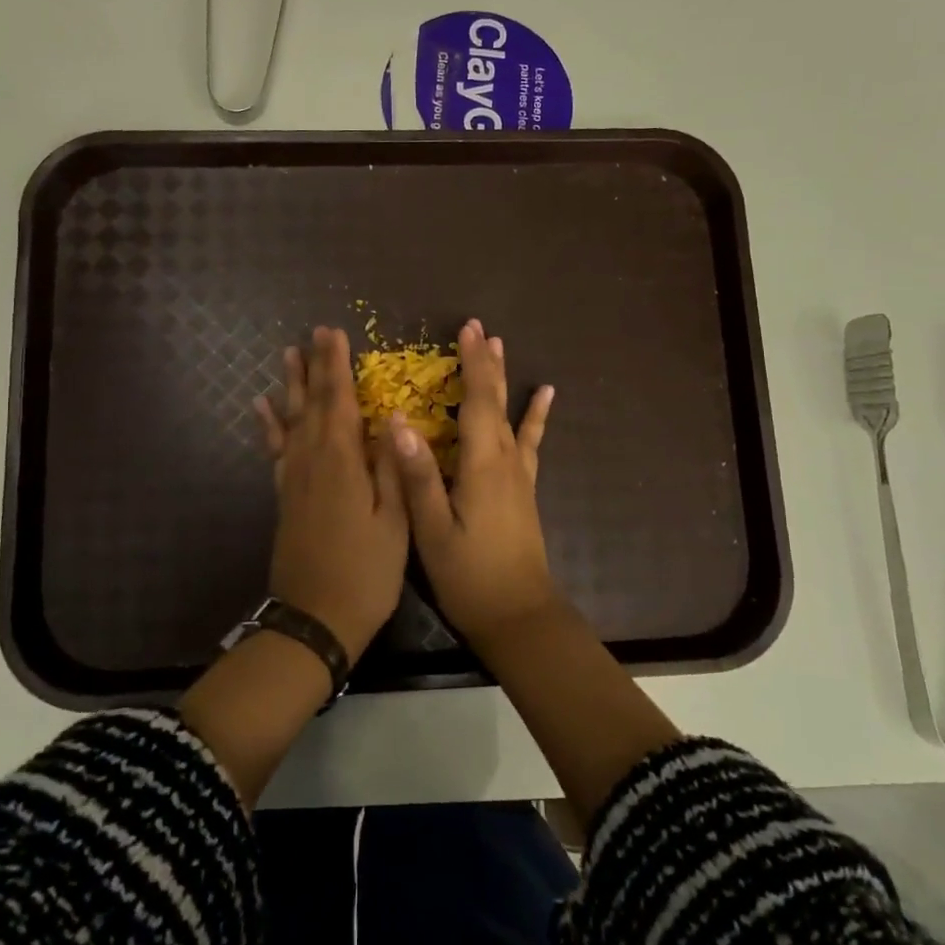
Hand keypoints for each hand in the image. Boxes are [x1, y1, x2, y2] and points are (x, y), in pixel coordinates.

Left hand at [253, 327, 408, 660]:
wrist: (315, 619)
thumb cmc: (366, 572)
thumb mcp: (395, 523)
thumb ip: (393, 469)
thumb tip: (393, 419)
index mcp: (342, 463)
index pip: (339, 401)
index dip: (337, 366)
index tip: (335, 333)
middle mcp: (312, 461)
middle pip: (312, 403)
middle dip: (315, 366)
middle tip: (314, 332)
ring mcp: (294, 478)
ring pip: (290, 420)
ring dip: (290, 386)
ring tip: (287, 355)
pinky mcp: (285, 496)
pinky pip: (275, 450)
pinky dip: (269, 425)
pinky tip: (263, 408)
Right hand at [389, 319, 557, 647]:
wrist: (519, 615)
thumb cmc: (470, 576)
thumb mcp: (433, 531)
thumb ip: (418, 477)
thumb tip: (398, 424)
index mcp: (482, 466)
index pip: (478, 402)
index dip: (472, 365)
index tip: (466, 330)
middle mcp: (505, 461)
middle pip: (497, 401)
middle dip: (486, 363)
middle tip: (479, 328)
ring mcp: (518, 475)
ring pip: (512, 416)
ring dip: (504, 380)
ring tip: (501, 347)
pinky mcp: (523, 489)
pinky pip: (530, 442)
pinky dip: (536, 417)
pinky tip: (545, 397)